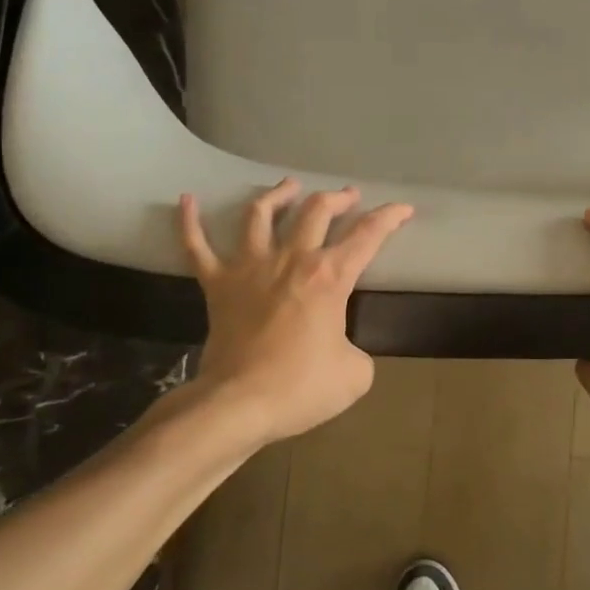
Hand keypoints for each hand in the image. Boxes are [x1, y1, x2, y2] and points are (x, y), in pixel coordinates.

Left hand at [178, 178, 413, 444]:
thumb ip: (356, 352)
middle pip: (315, 211)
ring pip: (260, 215)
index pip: (367, 236)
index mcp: (329, 277)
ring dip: (278, 195)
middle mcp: (291, 260)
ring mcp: (249, 268)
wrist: (239, 403)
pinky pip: (197, 246)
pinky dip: (189, 222)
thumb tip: (341, 348)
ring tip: (289, 185)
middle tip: (348, 196)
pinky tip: (186, 200)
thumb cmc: (301, 387)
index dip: (389, 218)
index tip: (403, 209)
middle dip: (338, 198)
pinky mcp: (216, 284)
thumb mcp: (355, 375)